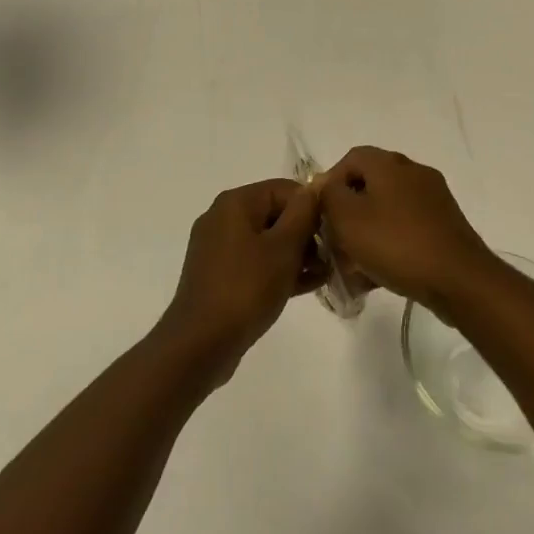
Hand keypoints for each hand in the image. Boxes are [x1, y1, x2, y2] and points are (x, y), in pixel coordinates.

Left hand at [157, 179, 321, 385]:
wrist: (200, 345)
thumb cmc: (246, 288)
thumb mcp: (284, 248)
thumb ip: (303, 213)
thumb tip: (314, 188)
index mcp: (236, 203)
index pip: (285, 189)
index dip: (312, 207)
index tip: (333, 232)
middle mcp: (223, 218)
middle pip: (276, 214)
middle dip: (307, 234)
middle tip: (332, 257)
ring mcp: (219, 249)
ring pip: (268, 241)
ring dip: (297, 255)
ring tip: (325, 274)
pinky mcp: (219, 276)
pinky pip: (256, 263)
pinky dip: (279, 270)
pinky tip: (307, 285)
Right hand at [312, 146, 493, 308]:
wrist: (458, 278)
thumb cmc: (396, 243)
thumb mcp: (348, 218)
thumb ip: (329, 195)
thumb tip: (326, 185)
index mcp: (390, 163)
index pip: (351, 158)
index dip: (330, 183)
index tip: (321, 215)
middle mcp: (413, 172)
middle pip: (369, 185)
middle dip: (348, 214)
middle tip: (335, 243)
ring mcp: (433, 198)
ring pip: (387, 210)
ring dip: (367, 234)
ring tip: (353, 268)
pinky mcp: (444, 224)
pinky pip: (406, 228)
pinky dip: (389, 245)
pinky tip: (378, 275)